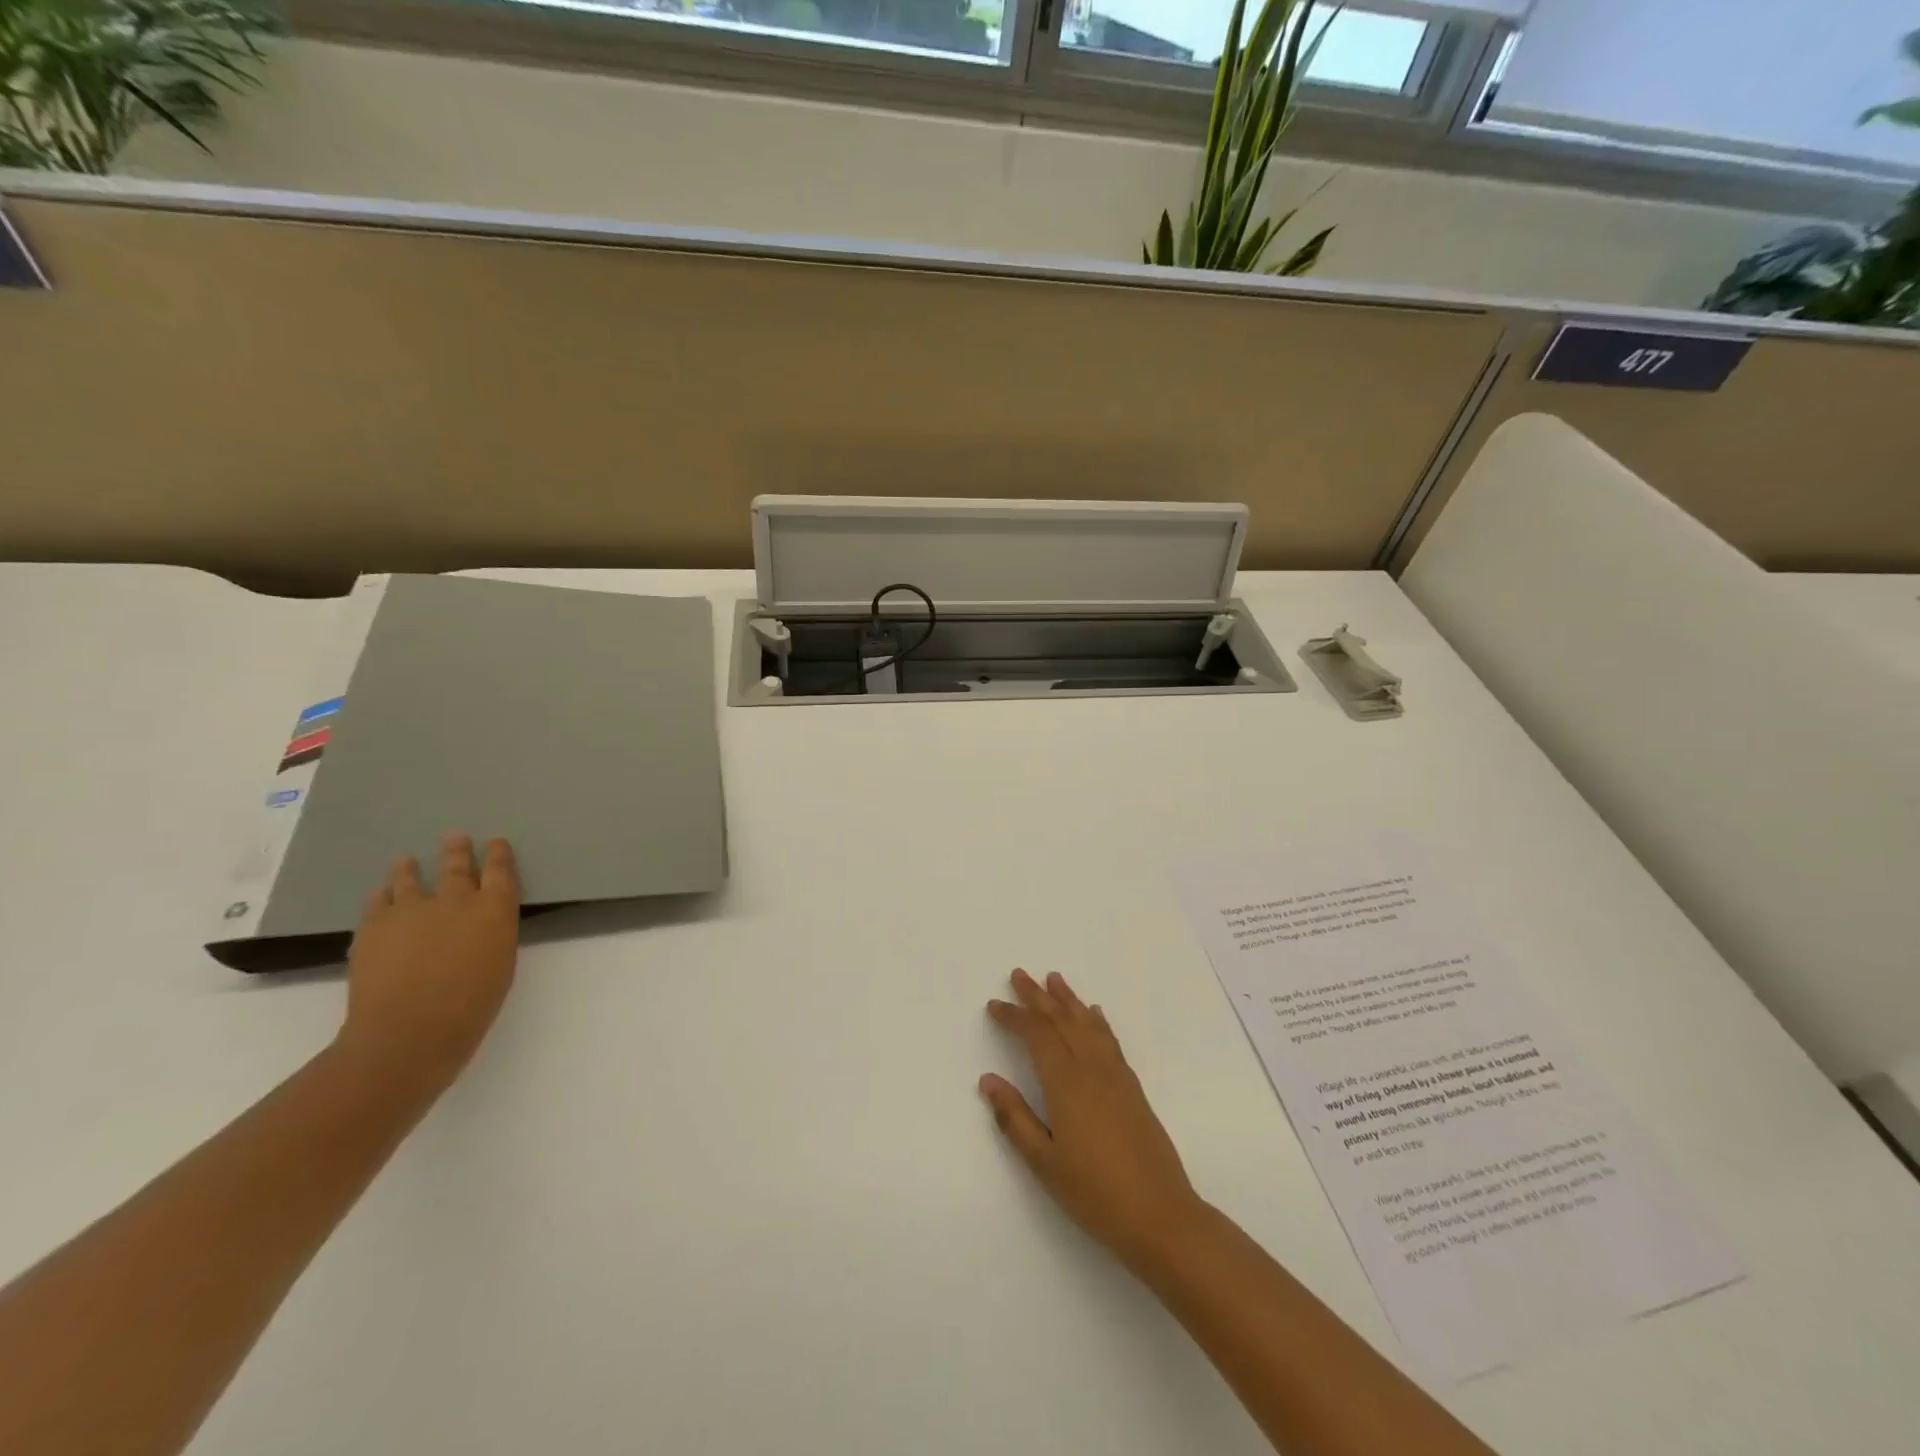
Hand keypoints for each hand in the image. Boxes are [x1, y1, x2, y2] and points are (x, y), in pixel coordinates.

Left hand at [333, 832, 520, 1103]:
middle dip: (458, 850)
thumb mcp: (500, 965)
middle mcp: (455, 900)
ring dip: (410, 868)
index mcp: (494, 910)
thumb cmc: (471, 1005)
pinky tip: (380, 894)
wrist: (408, 1031)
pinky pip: (379, 902)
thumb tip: (480, 924)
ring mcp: (410, 910)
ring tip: (406, 860)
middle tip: (455, 836)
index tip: (495, 842)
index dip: (498, 855)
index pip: (500, 871)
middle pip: (456, 866)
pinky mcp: (373, 926)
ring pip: (410, 879)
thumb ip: (491, 935)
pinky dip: (382, 895)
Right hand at [981, 968, 1204, 1274]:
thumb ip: (1015, 1117)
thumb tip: (988, 1080)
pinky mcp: (1133, 1087)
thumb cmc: (1094, 1193)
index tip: (994, 1005)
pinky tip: (1094, 1014)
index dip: (1014, 1016)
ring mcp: (1116, 1075)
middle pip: (1061, 1020)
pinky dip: (1096, 1021)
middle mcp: (1091, 1068)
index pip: (1036, 1035)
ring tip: (1054, 979)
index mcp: (1066, 1083)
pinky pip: (1109, 1040)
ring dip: (1068, 999)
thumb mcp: (1043, 1162)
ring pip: (1087, 1024)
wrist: (1160, 1216)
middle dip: (1037, 996)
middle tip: (1019, 974)